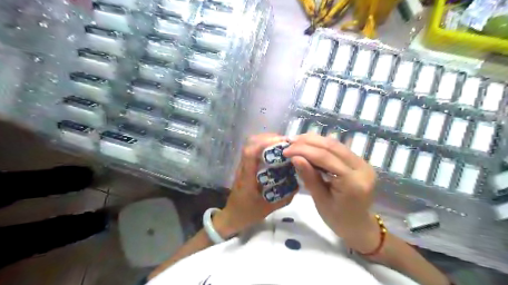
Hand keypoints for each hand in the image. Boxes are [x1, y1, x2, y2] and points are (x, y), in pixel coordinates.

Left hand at [214, 134, 298, 238]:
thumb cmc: (248, 213)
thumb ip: (284, 197)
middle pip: (250, 143)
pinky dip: (264, 146)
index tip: (282, 143)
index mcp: (247, 177)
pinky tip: (275, 152)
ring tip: (282, 145)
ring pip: (250, 144)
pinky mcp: (245, 166)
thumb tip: (298, 183)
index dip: (264, 143)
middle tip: (286, 143)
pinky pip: (253, 150)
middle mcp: (243, 167)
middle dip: (268, 138)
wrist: (232, 216)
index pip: (250, 153)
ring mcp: (242, 165)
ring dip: (266, 140)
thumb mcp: (268, 208)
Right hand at [284, 134, 378, 252]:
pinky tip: (308, 144)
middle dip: (308, 142)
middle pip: (332, 146)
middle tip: (289, 142)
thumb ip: (309, 176)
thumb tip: (294, 157)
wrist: (358, 225)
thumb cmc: (337, 219)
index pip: (326, 158)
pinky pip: (338, 148)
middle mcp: (362, 168)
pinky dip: (321, 145)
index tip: (286, 151)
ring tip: (296, 140)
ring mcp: (363, 163)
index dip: (304, 151)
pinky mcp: (360, 161)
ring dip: (314, 140)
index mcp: (353, 182)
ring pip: (335, 144)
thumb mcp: (320, 200)